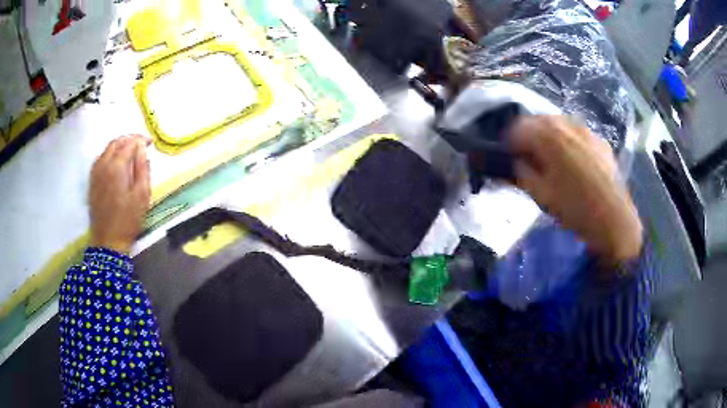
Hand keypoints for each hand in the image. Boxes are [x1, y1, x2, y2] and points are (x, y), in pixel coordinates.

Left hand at [89, 135, 150, 253]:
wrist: (108, 241)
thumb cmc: (128, 220)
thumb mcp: (142, 196)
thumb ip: (143, 169)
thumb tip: (142, 149)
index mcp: (117, 167)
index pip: (129, 143)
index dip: (141, 140)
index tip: (150, 143)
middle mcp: (104, 165)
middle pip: (116, 142)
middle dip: (130, 139)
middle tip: (141, 144)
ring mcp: (96, 173)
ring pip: (107, 149)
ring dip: (119, 145)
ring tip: (130, 150)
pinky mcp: (92, 181)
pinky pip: (100, 159)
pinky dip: (110, 154)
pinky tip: (116, 161)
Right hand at [510, 116, 641, 265]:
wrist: (614, 220)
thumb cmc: (575, 209)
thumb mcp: (541, 195)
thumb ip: (521, 173)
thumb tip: (512, 162)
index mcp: (548, 136)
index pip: (516, 128)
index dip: (507, 143)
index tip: (507, 158)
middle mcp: (566, 123)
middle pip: (537, 121)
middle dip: (527, 136)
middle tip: (526, 159)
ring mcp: (586, 129)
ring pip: (557, 123)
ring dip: (547, 136)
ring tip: (549, 159)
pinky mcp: (599, 139)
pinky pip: (575, 132)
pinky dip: (566, 140)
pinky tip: (571, 161)